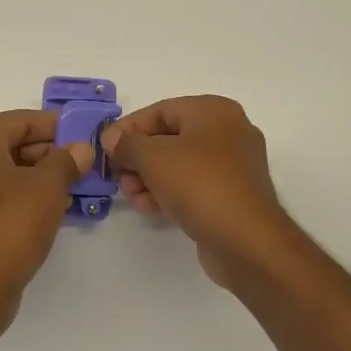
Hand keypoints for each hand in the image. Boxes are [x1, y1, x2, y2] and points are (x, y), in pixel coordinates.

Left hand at [0, 110, 94, 315]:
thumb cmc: (11, 225)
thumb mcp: (48, 187)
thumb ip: (66, 160)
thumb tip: (81, 149)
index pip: (21, 121)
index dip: (56, 128)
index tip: (84, 138)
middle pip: (8, 143)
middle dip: (46, 153)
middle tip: (80, 166)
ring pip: (0, 169)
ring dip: (34, 175)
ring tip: (69, 188)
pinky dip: (16, 193)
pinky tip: (45, 207)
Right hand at [101, 95, 299, 284]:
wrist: (246, 240)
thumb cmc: (199, 184)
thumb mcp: (153, 157)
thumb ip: (127, 143)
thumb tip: (112, 139)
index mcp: (213, 111)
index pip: (160, 110)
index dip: (128, 128)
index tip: (104, 147)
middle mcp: (227, 132)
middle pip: (169, 138)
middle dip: (138, 157)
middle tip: (117, 175)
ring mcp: (232, 166)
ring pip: (179, 164)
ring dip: (149, 177)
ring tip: (130, 195)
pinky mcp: (231, 195)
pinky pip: (192, 185)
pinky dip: (168, 192)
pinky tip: (148, 207)